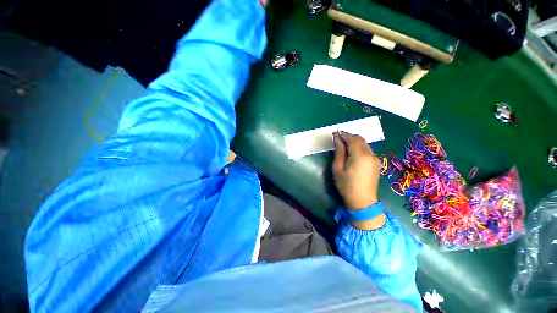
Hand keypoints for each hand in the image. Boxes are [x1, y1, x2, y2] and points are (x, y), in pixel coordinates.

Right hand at [333, 131, 384, 229]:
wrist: (362, 201)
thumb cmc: (346, 185)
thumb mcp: (338, 168)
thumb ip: (339, 151)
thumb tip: (337, 138)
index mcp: (360, 155)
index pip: (352, 138)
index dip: (343, 134)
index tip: (335, 133)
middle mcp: (370, 154)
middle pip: (359, 139)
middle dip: (349, 137)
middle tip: (338, 139)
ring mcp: (375, 158)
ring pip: (364, 143)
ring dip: (354, 142)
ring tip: (344, 145)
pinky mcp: (376, 162)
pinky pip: (367, 149)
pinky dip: (359, 147)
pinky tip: (352, 152)